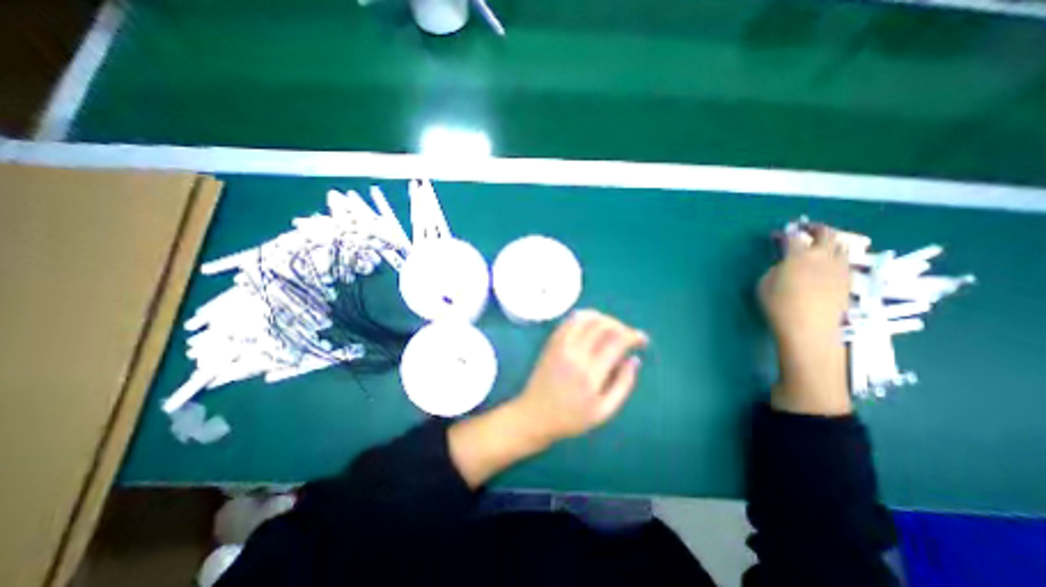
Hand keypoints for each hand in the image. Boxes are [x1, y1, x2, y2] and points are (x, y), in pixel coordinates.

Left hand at [447, 310, 646, 487]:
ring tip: (612, 328)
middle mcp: (575, 353)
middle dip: (620, 325)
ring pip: (585, 318)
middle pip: (602, 325)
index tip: (642, 339)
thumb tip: (634, 359)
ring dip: (603, 318)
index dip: (633, 335)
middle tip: (627, 335)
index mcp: (590, 373)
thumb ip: (623, 385)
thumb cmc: (571, 418)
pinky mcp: (551, 343)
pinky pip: (569, 321)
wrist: (535, 415)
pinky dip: (584, 317)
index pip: (616, 341)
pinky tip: (592, 323)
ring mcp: (560, 345)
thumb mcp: (604, 411)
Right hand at [758, 222, 852, 415]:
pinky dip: (836, 256)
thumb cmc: (779, 306)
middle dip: (815, 228)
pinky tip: (827, 264)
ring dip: (830, 241)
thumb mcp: (764, 284)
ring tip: (819, 245)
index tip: (778, 234)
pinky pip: (845, 261)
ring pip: (841, 246)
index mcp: (800, 255)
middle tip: (805, 229)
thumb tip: (785, 265)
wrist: (810, 330)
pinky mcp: (848, 282)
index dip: (785, 233)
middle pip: (826, 234)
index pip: (794, 237)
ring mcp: (840, 269)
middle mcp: (824, 257)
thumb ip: (775, 269)